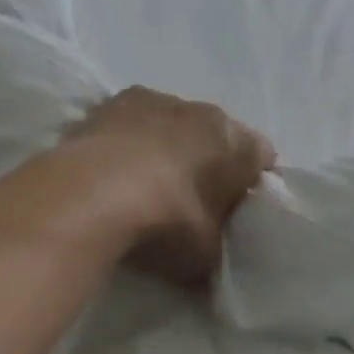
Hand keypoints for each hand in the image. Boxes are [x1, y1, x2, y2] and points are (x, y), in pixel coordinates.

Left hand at [66, 87, 275, 286]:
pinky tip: (112, 170)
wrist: (92, 195)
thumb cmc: (166, 221)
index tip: (235, 209)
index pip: (261, 157)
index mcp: (235, 140)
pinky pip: (132, 123)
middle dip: (207, 161)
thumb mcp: (205, 253)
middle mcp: (202, 111)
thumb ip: (216, 244)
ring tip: (145, 184)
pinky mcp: (111, 102)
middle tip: (192, 200)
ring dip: (165, 146)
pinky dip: (128, 141)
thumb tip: (214, 252)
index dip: (250, 183)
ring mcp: (155, 101)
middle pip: (214, 136)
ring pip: (172, 123)